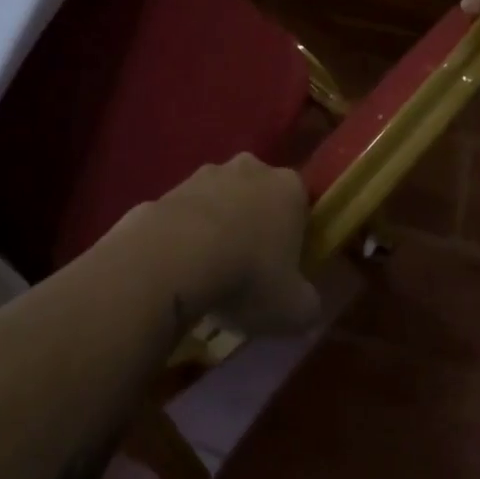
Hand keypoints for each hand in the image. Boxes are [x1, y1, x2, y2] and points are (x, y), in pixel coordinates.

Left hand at [140, 155, 319, 336]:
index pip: (302, 204)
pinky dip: (186, 234)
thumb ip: (309, 304)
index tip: (288, 267)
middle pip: (260, 196)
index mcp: (289, 187)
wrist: (174, 257)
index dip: (297, 235)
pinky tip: (180, 268)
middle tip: (250, 268)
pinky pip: (187, 214)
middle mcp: (251, 169)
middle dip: (256, 224)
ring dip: (219, 226)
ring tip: (211, 272)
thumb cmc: (248, 276)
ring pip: (221, 201)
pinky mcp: (170, 188)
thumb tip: (307, 304)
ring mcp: (206, 174)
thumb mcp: (295, 309)